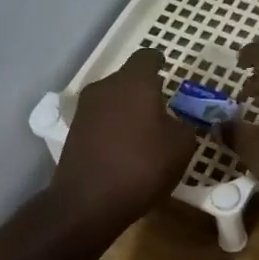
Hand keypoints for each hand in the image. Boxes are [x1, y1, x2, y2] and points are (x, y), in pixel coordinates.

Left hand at [51, 46, 199, 231]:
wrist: (88, 202)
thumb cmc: (142, 166)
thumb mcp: (181, 145)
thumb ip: (184, 124)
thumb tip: (177, 121)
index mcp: (135, 81)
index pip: (147, 57)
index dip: (160, 62)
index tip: (168, 72)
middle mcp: (106, 86)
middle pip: (128, 79)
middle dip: (145, 90)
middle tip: (163, 109)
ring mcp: (85, 109)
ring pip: (113, 99)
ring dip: (128, 109)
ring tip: (145, 132)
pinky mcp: (74, 131)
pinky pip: (101, 120)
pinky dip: (114, 128)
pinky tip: (125, 149)